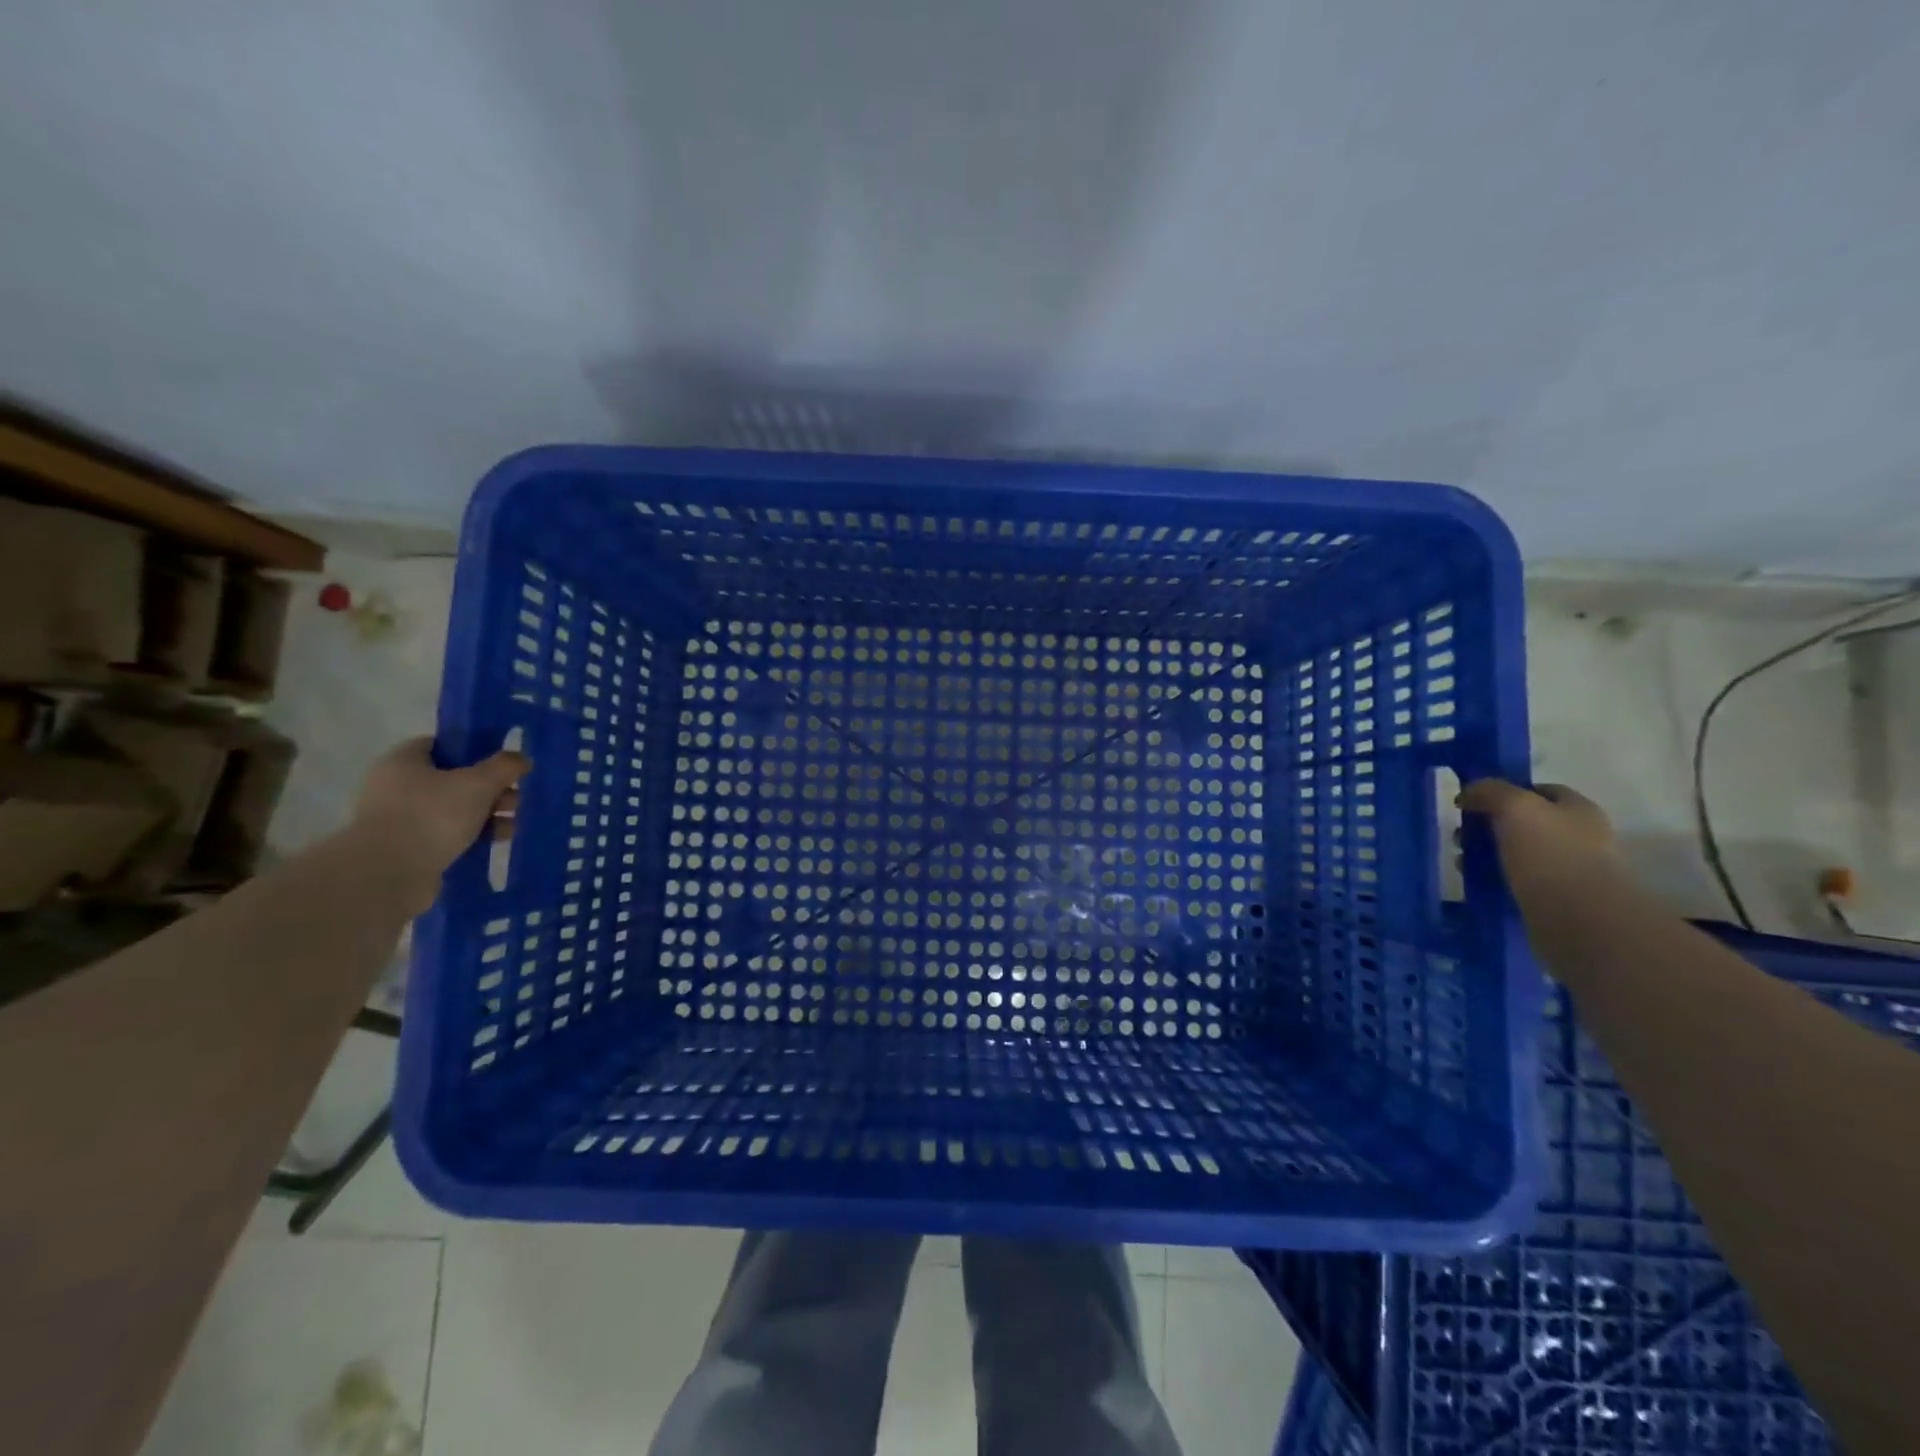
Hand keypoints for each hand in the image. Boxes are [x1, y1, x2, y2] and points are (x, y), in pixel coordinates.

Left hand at [350, 737, 530, 913]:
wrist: (388, 874)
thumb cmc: (432, 816)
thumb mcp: (479, 783)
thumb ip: (504, 766)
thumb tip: (520, 758)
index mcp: (403, 761)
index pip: (442, 745)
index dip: (474, 751)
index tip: (502, 764)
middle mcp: (395, 786)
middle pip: (452, 779)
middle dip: (489, 789)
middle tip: (514, 801)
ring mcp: (397, 819)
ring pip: (451, 809)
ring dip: (485, 815)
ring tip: (510, 828)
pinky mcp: (404, 848)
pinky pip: (444, 834)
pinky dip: (469, 837)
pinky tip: (493, 843)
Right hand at [1457, 779, 1617, 897]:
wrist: (1579, 920)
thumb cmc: (1550, 854)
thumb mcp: (1516, 807)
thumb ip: (1491, 791)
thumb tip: (1469, 791)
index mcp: (1578, 810)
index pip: (1539, 791)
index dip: (1504, 791)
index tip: (1472, 802)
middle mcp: (1578, 837)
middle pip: (1523, 823)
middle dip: (1487, 826)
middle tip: (1461, 836)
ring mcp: (1567, 871)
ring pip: (1516, 854)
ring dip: (1485, 855)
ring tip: (1462, 862)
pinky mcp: (1553, 900)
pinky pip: (1515, 882)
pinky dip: (1493, 879)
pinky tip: (1475, 882)